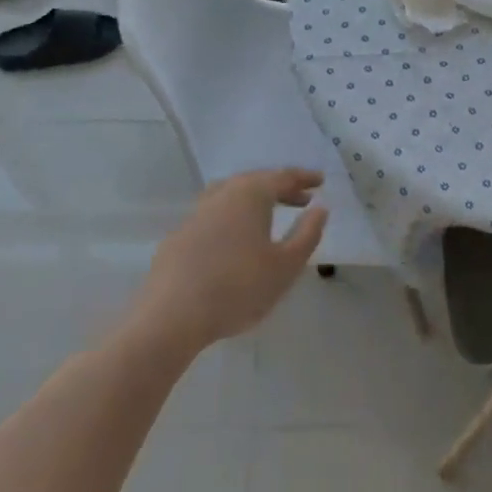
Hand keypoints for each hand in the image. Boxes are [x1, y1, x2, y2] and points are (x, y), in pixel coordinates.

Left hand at [133, 169, 328, 354]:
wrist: (172, 315)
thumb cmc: (238, 288)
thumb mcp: (285, 266)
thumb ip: (307, 234)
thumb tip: (320, 208)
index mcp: (251, 194)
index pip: (283, 177)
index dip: (304, 178)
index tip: (320, 181)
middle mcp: (222, 194)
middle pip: (256, 182)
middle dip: (281, 188)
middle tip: (301, 198)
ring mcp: (196, 213)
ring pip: (232, 196)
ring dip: (255, 200)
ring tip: (269, 214)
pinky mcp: (179, 236)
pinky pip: (214, 215)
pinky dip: (232, 218)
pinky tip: (235, 240)